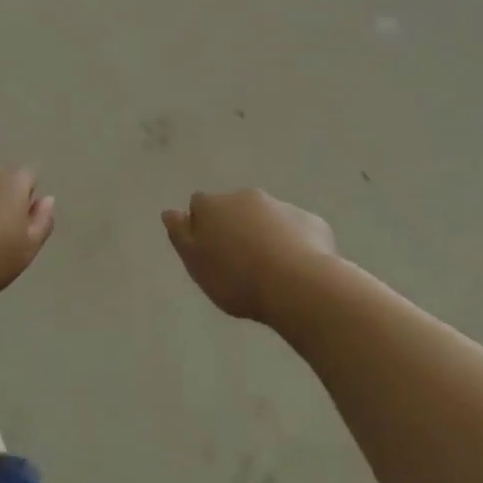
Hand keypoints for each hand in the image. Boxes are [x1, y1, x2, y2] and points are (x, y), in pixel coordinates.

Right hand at [162, 189, 335, 322]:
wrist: (298, 285)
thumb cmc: (236, 278)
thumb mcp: (196, 263)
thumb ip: (180, 234)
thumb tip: (170, 211)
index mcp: (214, 205)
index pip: (199, 205)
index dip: (202, 226)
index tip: (209, 251)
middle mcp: (246, 197)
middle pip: (234, 209)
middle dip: (235, 227)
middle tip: (239, 263)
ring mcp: (282, 206)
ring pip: (267, 218)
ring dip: (264, 234)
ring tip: (270, 270)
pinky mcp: (312, 222)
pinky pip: (297, 230)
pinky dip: (294, 243)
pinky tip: (297, 270)